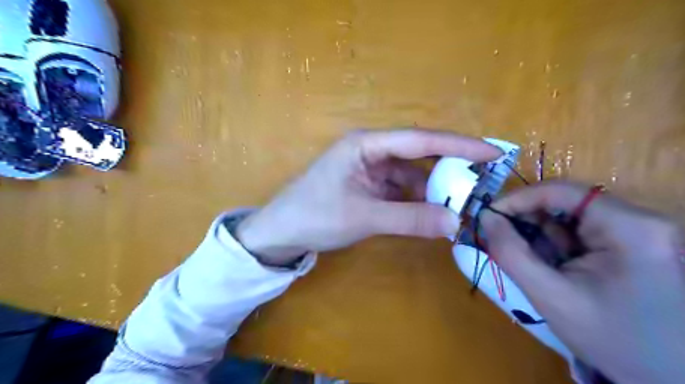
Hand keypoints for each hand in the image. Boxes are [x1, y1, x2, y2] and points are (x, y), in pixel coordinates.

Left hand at [237, 131, 501, 265]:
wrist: (281, 232)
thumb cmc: (315, 217)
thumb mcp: (364, 217)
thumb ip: (410, 219)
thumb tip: (456, 223)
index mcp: (366, 144)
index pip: (420, 140)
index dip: (458, 145)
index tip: (491, 152)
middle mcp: (370, 150)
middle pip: (417, 154)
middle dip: (448, 166)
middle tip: (481, 179)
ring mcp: (368, 168)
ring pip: (410, 174)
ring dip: (431, 188)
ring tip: (458, 203)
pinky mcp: (367, 185)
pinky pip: (398, 188)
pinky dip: (415, 199)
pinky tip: (430, 212)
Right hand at [480, 180, 683, 383]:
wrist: (666, 377)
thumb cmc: (610, 339)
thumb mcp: (550, 296)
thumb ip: (510, 253)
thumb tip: (485, 217)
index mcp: (628, 227)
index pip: (560, 192)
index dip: (518, 199)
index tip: (489, 216)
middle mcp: (639, 220)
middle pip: (565, 203)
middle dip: (528, 221)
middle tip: (501, 239)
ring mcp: (639, 231)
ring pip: (570, 218)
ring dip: (541, 235)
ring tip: (527, 259)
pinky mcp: (633, 243)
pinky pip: (581, 232)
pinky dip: (556, 245)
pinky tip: (549, 265)